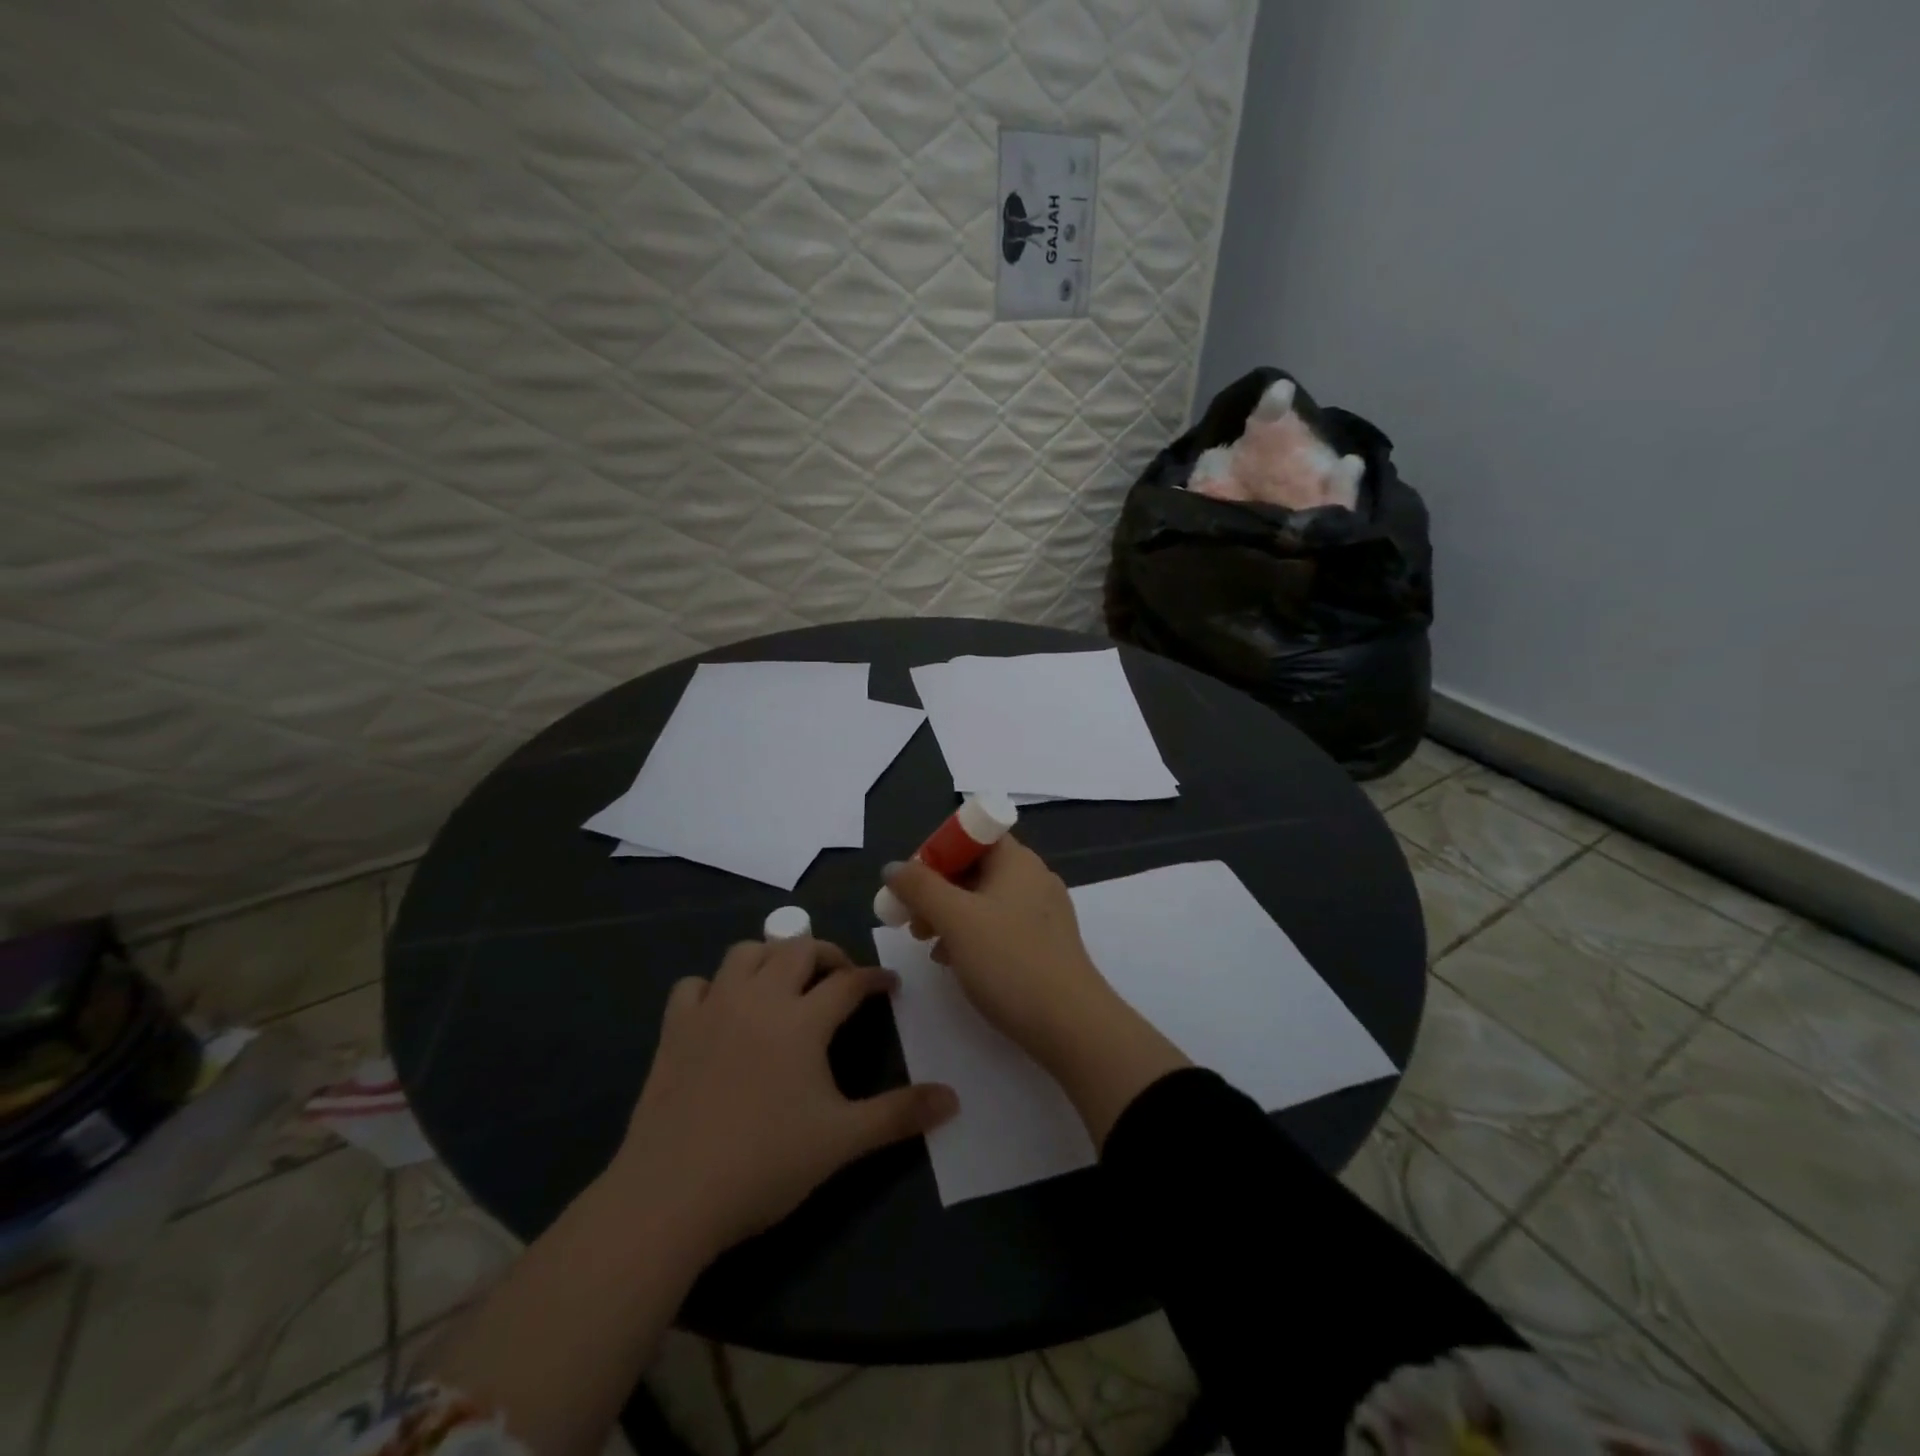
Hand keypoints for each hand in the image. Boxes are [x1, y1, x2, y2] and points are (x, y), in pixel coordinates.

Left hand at [610, 938, 957, 1258]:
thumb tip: (953, 1098)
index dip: (874, 978)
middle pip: (797, 949)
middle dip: (826, 954)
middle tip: (840, 978)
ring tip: (785, 982)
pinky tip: (723, 1009)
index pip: (848, 981)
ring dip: (771, 956)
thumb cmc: (764, 1164)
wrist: (671, 1196)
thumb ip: (899, 1115)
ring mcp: (712, 1009)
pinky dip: (714, 986)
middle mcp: (758, 999)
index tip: (889, 984)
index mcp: (801, 1020)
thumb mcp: (841, 1141)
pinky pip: (694, 985)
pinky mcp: (674, 1029)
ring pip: (745, 953)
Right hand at [884, 837, 1111, 1059]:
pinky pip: (1000, 926)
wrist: (1071, 1025)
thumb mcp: (955, 920)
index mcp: (1016, 861)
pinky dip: (974, 936)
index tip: (912, 883)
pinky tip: (956, 962)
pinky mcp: (1046, 944)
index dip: (938, 851)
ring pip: (985, 900)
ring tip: (928, 944)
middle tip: (912, 920)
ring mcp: (1043, 912)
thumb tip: (893, 867)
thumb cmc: (1009, 961)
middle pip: (976, 868)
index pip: (972, 834)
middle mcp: (1033, 878)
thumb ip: (920, 888)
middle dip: (938, 890)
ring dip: (951, 915)